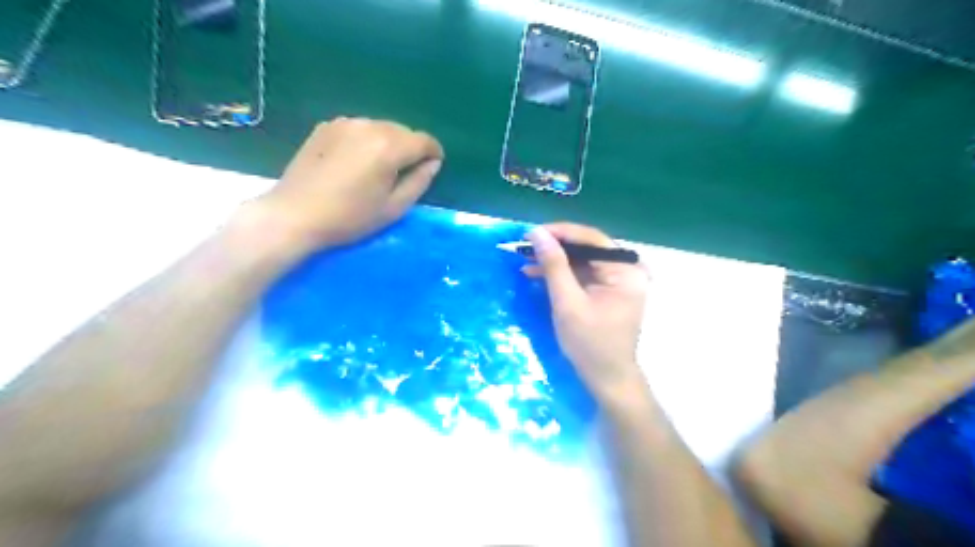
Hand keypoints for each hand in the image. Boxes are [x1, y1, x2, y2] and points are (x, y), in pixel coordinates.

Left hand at [254, 118, 444, 250]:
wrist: (295, 214)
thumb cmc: (349, 217)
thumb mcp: (393, 208)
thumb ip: (419, 182)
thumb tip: (433, 163)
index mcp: (389, 146)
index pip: (424, 140)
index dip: (434, 153)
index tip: (433, 166)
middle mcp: (369, 125)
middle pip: (403, 131)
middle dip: (411, 148)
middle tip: (405, 173)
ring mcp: (345, 122)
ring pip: (381, 127)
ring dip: (389, 143)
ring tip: (379, 168)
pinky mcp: (327, 126)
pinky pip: (360, 128)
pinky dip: (367, 140)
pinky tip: (356, 161)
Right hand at [522, 223, 649, 405]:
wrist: (607, 379)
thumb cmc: (590, 344)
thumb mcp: (567, 303)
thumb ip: (554, 266)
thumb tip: (537, 233)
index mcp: (625, 270)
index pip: (591, 239)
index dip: (560, 232)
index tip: (531, 232)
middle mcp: (627, 270)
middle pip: (587, 248)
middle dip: (555, 247)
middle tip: (525, 246)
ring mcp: (618, 281)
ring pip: (582, 260)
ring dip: (555, 261)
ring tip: (526, 260)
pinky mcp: (608, 291)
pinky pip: (583, 274)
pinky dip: (562, 274)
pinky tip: (538, 274)